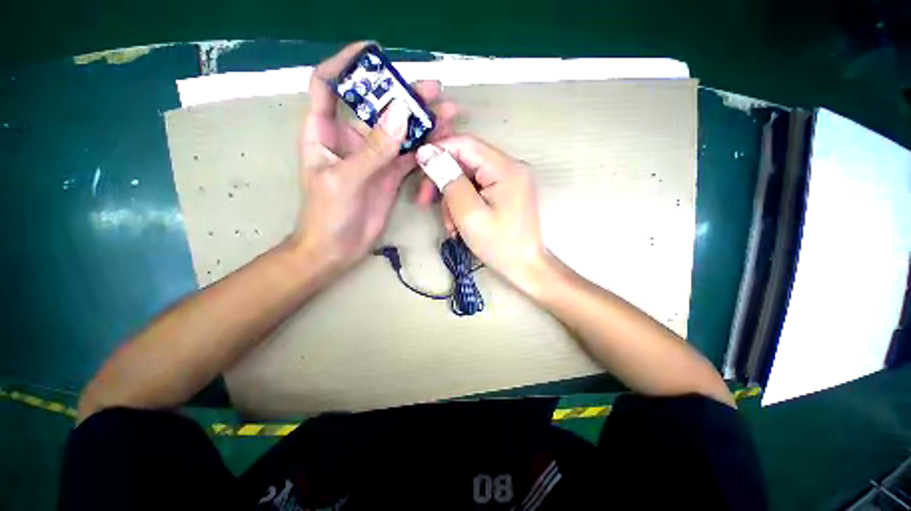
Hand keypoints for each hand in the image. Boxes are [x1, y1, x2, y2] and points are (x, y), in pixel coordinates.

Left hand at [294, 41, 456, 270]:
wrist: (337, 248)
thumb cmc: (327, 214)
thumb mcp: (345, 179)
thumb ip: (374, 149)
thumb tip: (401, 113)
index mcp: (325, 132)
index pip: (329, 85)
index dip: (346, 64)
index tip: (372, 51)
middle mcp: (351, 139)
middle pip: (377, 107)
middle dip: (403, 95)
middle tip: (433, 89)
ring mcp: (375, 157)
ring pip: (400, 131)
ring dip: (422, 122)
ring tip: (448, 113)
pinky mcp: (390, 175)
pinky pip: (409, 155)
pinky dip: (424, 147)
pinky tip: (441, 139)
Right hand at [416, 136, 547, 290]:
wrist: (525, 266)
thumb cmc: (499, 244)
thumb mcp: (469, 214)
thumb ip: (450, 181)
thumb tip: (428, 153)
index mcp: (506, 168)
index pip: (466, 144)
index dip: (439, 150)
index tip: (419, 168)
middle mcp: (511, 167)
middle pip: (466, 161)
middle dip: (444, 182)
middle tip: (426, 202)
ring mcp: (510, 179)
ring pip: (469, 177)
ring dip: (453, 198)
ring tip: (452, 225)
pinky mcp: (506, 191)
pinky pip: (478, 188)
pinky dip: (464, 203)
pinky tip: (460, 223)